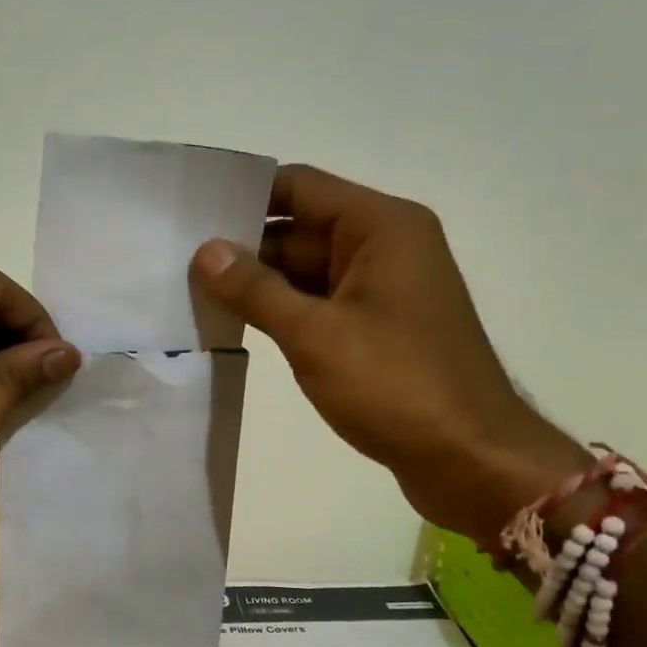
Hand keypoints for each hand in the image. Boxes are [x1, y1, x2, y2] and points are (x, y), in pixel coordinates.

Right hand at [191, 165, 588, 538]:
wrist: (470, 459)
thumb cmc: (396, 385)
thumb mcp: (315, 335)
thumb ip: (255, 290)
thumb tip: (205, 252)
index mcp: (381, 227)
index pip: (299, 187)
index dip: (244, 196)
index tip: (190, 212)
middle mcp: (384, 247)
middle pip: (299, 230)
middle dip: (242, 248)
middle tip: (176, 262)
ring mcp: (381, 291)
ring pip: (304, 272)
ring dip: (257, 285)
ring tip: (190, 293)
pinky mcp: (376, 329)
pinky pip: (318, 305)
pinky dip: (281, 313)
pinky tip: (233, 324)